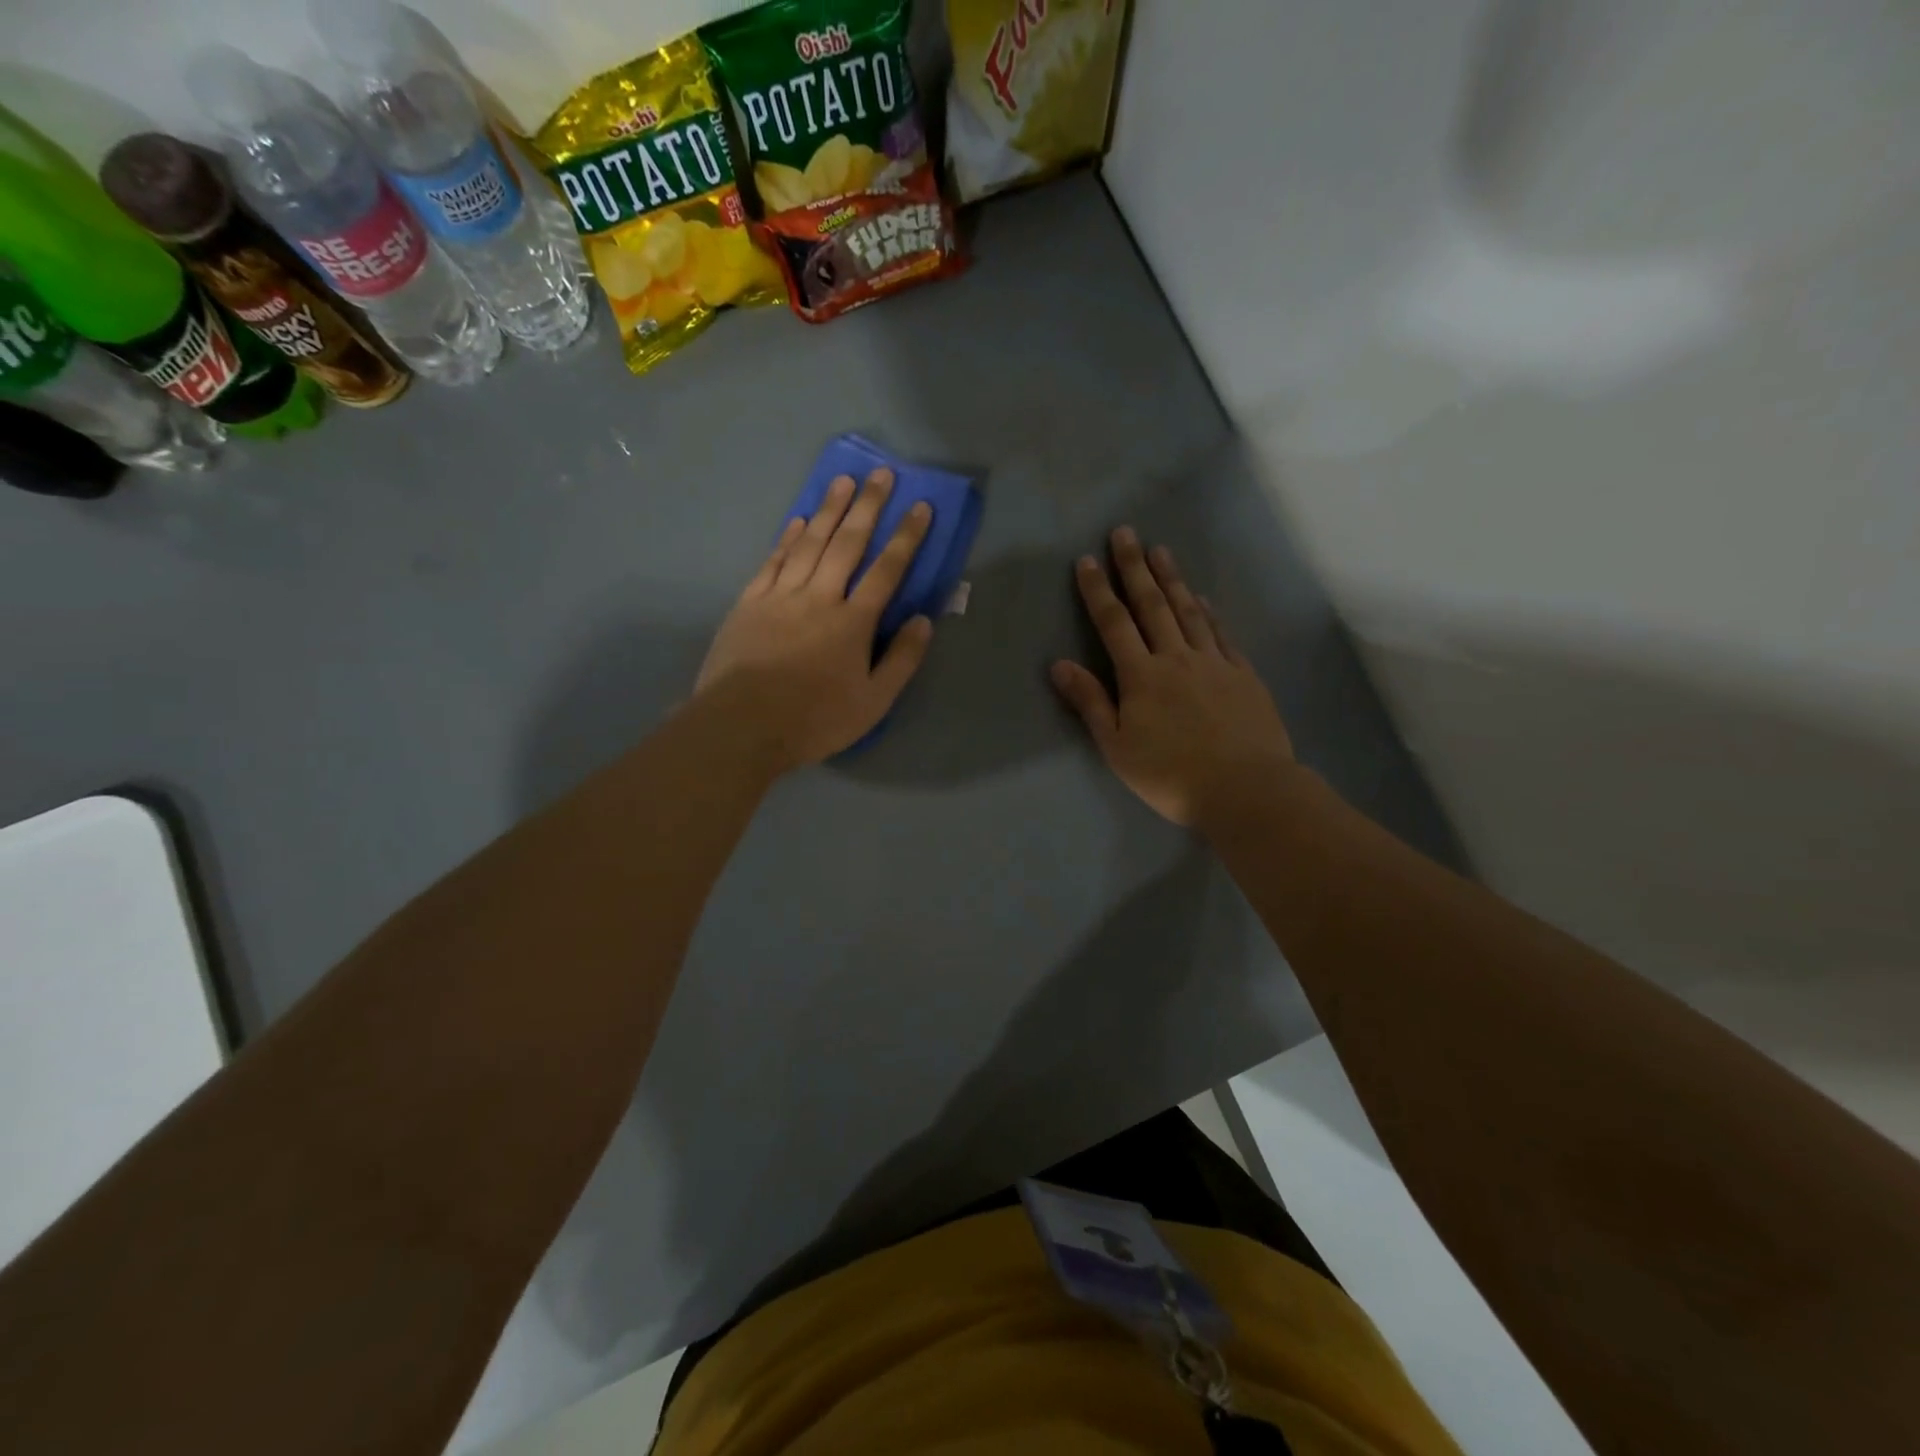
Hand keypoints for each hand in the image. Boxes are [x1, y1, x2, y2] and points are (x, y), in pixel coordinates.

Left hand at [694, 468, 934, 770]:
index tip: (920, 507)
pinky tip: (798, 520)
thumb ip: (901, 660)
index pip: (886, 570)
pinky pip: (774, 561)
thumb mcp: (872, 703)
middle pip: (847, 544)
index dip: (906, 537)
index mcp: (853, 622)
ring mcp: (781, 596)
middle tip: (881, 474)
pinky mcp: (749, 602)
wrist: (742, 725)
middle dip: (868, 507)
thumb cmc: (814, 719)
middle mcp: (819, 597)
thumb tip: (923, 620)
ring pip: (810, 543)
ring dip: (828, 510)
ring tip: (843, 481)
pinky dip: (788, 538)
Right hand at [1052, 527, 1294, 827]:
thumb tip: (1059, 665)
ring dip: (1172, 579)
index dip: (1099, 591)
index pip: (1114, 623)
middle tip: (1125, 533)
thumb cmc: (1170, 774)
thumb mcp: (1117, 746)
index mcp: (1141, 676)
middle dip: (1135, 567)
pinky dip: (1209, 612)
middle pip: (1152, 605)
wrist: (1244, 788)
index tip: (1088, 560)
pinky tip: (1203, 598)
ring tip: (1160, 551)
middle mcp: (1176, 658)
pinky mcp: (1243, 675)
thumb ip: (1091, 702)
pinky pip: (1221, 634)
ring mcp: (1214, 663)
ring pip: (1189, 611)